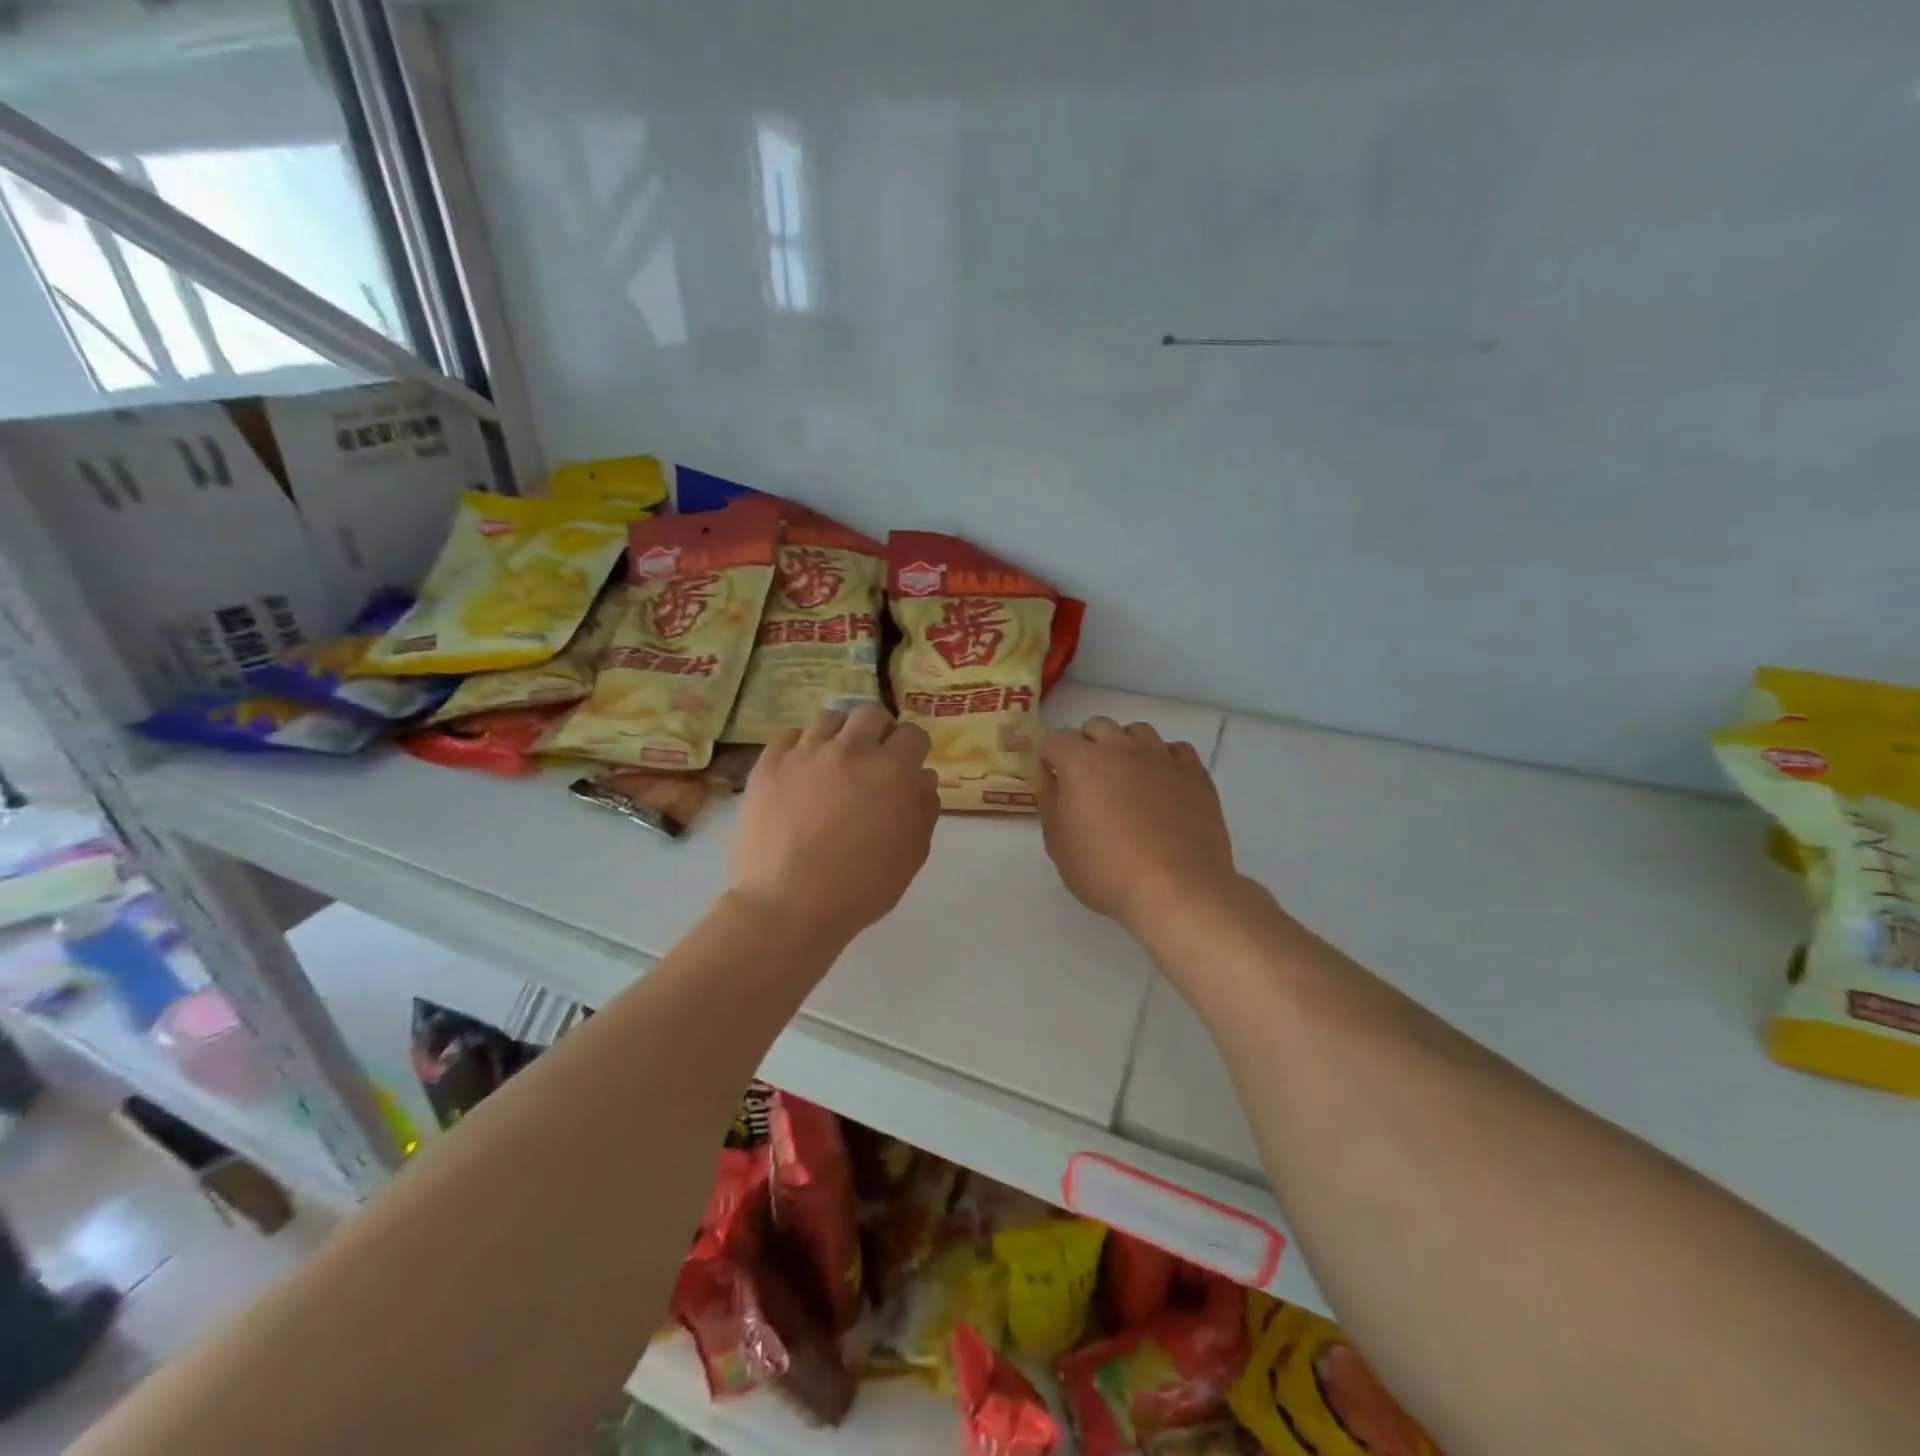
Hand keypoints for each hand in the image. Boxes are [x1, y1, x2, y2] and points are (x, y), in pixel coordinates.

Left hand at [732, 705, 939, 940]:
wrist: (789, 905)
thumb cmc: (861, 887)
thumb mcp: (912, 854)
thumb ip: (923, 808)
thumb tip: (922, 778)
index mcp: (891, 770)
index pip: (912, 734)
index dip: (913, 749)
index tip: (908, 766)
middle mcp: (850, 750)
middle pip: (870, 714)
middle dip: (879, 731)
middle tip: (874, 758)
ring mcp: (805, 754)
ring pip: (828, 719)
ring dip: (840, 735)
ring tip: (835, 762)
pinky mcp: (769, 765)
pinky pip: (788, 737)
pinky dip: (800, 748)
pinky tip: (801, 771)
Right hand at [1038, 717, 1237, 936]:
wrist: (1176, 890)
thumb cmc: (1106, 872)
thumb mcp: (1058, 845)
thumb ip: (1050, 803)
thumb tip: (1054, 780)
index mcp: (1081, 762)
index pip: (1055, 739)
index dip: (1049, 759)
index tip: (1053, 783)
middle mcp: (1121, 748)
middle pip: (1097, 726)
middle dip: (1086, 745)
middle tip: (1088, 781)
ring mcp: (1161, 756)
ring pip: (1137, 731)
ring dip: (1125, 747)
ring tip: (1127, 779)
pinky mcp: (1194, 772)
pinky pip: (1175, 749)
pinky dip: (1163, 759)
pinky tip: (1162, 784)